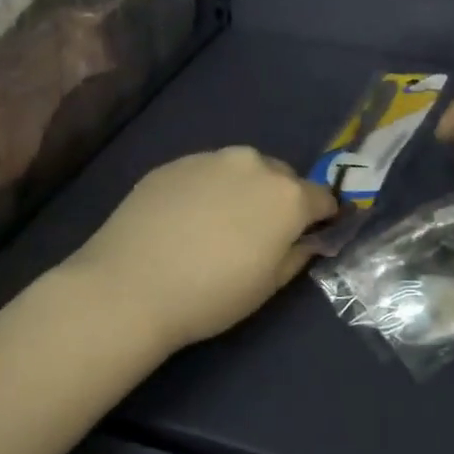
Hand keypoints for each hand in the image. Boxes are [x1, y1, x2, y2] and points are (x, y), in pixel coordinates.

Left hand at [64, 148, 338, 354]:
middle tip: (257, 235)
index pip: (323, 198)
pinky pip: (206, 173)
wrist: (130, 286)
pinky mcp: (174, 163)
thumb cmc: (211, 295)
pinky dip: (207, 189)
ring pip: (242, 170)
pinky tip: (184, 221)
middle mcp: (255, 164)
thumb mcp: (269, 286)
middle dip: (280, 200)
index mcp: (288, 195)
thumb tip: (308, 239)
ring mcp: (211, 158)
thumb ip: (298, 254)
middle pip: (282, 178)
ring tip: (216, 226)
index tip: (308, 237)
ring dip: (242, 190)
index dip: (320, 218)